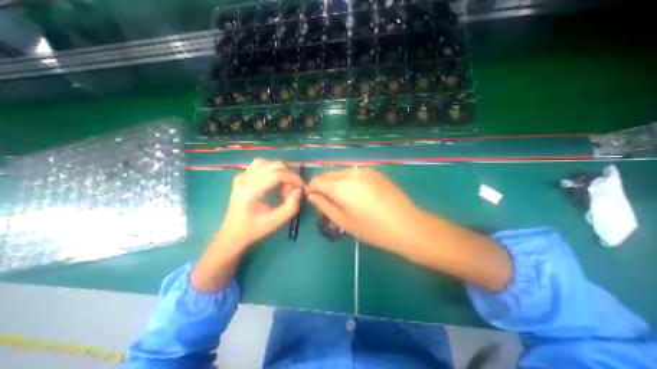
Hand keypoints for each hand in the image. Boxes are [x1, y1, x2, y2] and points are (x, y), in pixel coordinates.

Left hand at [219, 157, 303, 248]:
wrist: (232, 233)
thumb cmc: (254, 229)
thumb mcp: (276, 221)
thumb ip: (291, 206)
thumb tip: (299, 190)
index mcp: (250, 190)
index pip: (277, 174)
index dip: (293, 178)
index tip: (302, 187)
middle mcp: (244, 178)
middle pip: (274, 166)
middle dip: (288, 176)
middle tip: (291, 190)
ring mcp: (242, 175)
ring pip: (268, 163)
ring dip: (280, 172)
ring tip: (283, 186)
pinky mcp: (242, 175)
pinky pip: (261, 165)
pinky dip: (272, 170)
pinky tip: (274, 181)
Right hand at [306, 167, 422, 253]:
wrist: (406, 225)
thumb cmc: (372, 229)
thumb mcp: (343, 221)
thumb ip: (324, 205)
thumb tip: (312, 195)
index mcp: (341, 186)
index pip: (317, 180)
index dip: (312, 188)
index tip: (313, 198)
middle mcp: (351, 173)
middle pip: (328, 174)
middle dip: (323, 185)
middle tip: (327, 200)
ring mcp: (364, 170)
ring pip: (341, 172)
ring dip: (335, 182)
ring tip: (342, 198)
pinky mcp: (374, 172)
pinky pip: (353, 173)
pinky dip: (348, 180)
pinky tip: (357, 193)